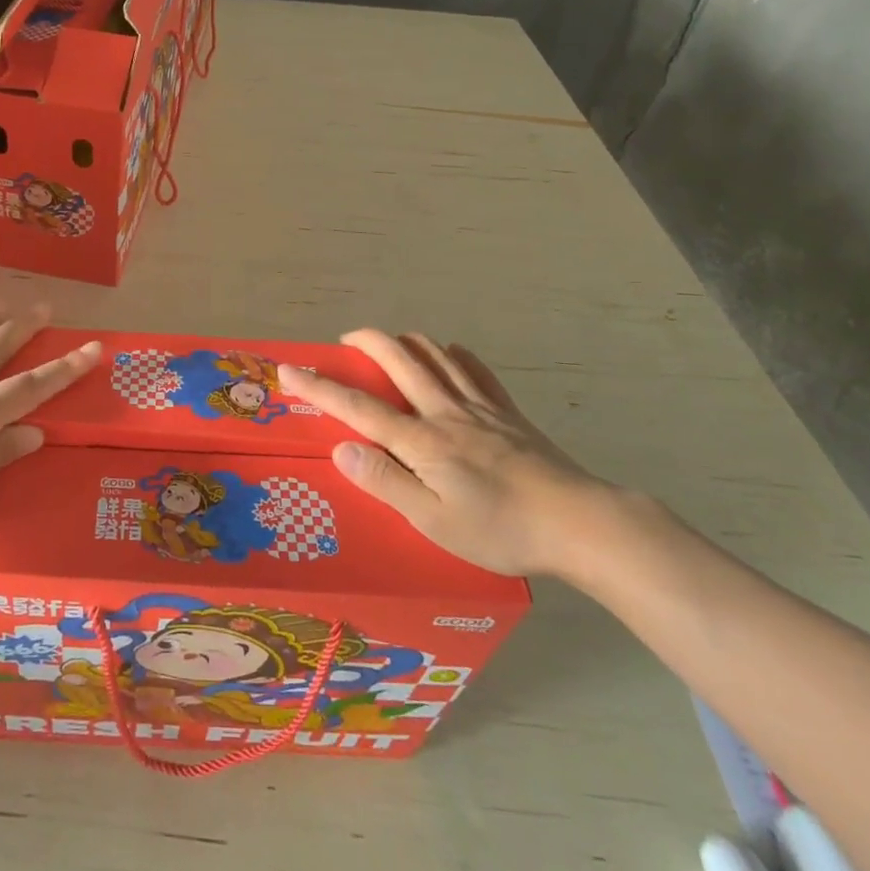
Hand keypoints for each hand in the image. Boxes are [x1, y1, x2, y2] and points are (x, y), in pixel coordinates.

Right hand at [279, 330, 607, 577]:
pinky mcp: (508, 413)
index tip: (289, 370)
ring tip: (390, 342)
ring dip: (406, 340)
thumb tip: (341, 450)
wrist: (581, 523)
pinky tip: (451, 355)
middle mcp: (445, 412)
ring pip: (435, 355)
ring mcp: (480, 407)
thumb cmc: (502, 530)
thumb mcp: (435, 522)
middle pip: (399, 360)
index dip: (320, 387)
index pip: (358, 408)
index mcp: (422, 441)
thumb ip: (386, 483)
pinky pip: (477, 370)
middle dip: (366, 343)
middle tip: (346, 340)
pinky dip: (455, 355)